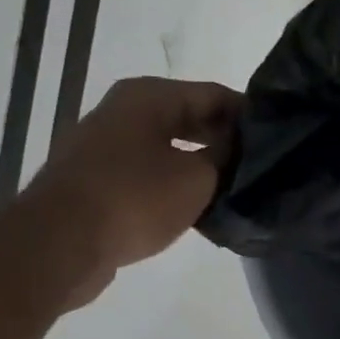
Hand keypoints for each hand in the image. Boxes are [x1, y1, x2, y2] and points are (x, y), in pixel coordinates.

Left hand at [16, 76, 242, 308]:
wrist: (61, 243)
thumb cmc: (135, 199)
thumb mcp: (197, 178)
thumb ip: (225, 157)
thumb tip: (240, 148)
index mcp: (149, 96)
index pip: (215, 94)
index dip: (249, 116)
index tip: (278, 140)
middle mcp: (125, 111)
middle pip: (190, 118)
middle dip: (226, 140)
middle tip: (262, 167)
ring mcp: (107, 145)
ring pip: (170, 147)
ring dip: (202, 165)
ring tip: (237, 188)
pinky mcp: (99, 180)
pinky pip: (150, 173)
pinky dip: (176, 184)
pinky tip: (200, 207)